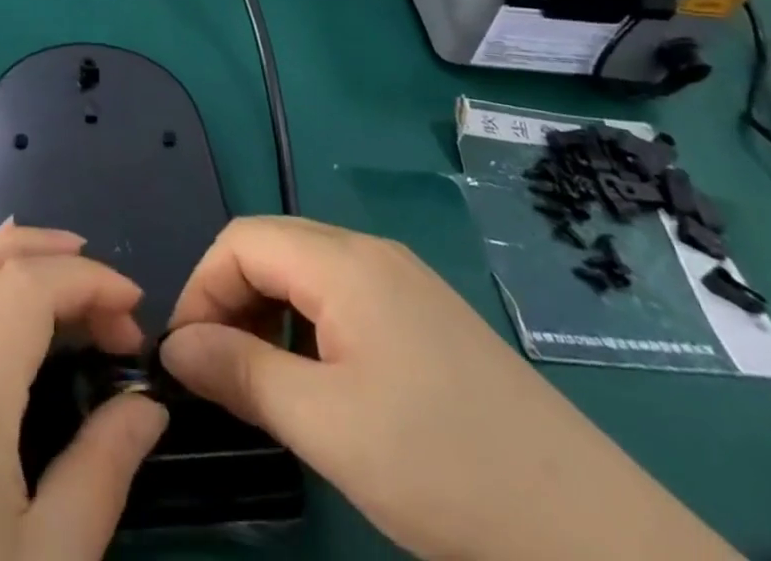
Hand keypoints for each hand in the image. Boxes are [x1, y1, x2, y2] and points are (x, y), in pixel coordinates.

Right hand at [160, 217, 737, 560]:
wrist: (595, 535)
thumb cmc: (444, 469)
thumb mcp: (327, 426)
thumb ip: (240, 373)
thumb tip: (174, 348)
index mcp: (345, 261)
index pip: (241, 240)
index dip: (201, 288)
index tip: (186, 358)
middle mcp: (371, 252)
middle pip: (272, 248)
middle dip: (231, 300)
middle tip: (219, 374)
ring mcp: (405, 282)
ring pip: (306, 273)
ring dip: (268, 315)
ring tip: (264, 383)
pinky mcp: (427, 317)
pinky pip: (343, 298)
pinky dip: (308, 328)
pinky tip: (321, 384)